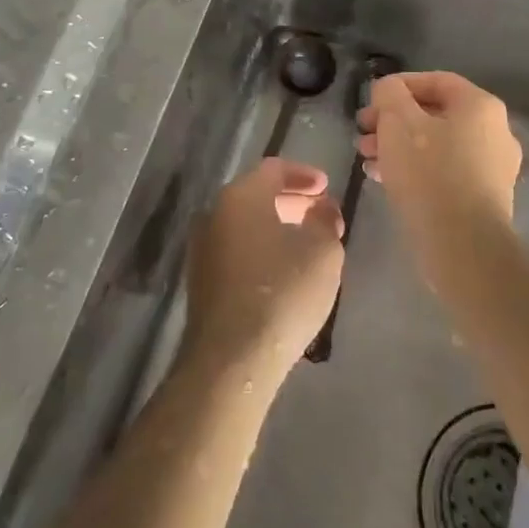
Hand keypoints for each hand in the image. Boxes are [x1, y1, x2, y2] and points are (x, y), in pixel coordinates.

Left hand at [182, 158, 345, 383]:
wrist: (232, 358)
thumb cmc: (283, 292)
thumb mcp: (323, 251)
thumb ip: (325, 220)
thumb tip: (322, 209)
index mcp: (241, 196)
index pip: (274, 169)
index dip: (304, 175)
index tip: (327, 188)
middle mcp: (214, 213)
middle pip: (257, 195)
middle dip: (292, 201)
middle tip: (321, 215)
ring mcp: (203, 248)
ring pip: (246, 224)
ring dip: (277, 227)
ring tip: (308, 245)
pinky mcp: (201, 280)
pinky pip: (236, 249)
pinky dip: (261, 249)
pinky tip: (284, 272)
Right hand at [357, 71, 522, 266]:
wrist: (463, 246)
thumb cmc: (429, 173)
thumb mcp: (398, 122)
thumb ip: (390, 94)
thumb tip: (389, 89)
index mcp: (480, 106)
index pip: (436, 80)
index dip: (399, 86)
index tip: (370, 101)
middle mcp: (495, 131)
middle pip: (435, 114)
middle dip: (393, 120)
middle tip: (362, 132)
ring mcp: (492, 167)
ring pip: (437, 144)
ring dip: (399, 146)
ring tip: (366, 158)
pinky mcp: (483, 198)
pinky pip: (444, 171)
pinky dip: (415, 169)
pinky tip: (384, 179)